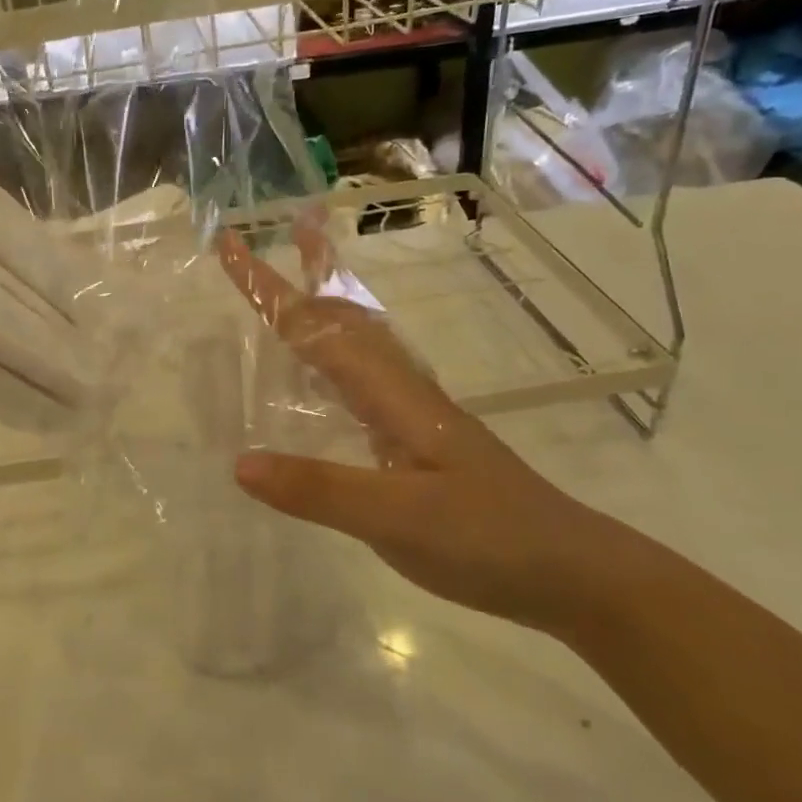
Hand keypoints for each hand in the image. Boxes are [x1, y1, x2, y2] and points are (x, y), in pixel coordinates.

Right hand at [218, 227, 625, 635]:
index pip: (317, 328)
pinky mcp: (415, 448)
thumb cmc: (490, 538)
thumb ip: (321, 489)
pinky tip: (321, 387)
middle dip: (314, 271)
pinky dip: (331, 367)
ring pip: (357, 349)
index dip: (269, 287)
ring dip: (324, 313)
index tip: (230, 245)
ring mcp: (412, 420)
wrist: (572, 573)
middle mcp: (401, 393)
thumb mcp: (399, 519)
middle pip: (346, 318)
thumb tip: (239, 462)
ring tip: (295, 295)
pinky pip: (360, 389)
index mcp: (393, 394)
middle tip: (291, 229)